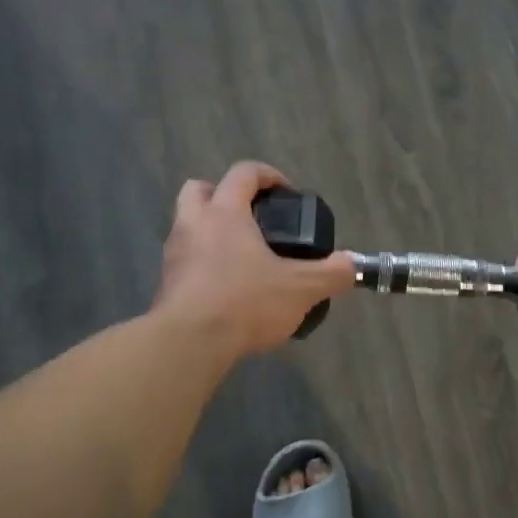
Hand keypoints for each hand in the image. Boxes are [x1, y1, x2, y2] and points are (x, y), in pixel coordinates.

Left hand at [153, 161, 355, 359]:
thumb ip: (331, 274)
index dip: (267, 175)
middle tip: (250, 218)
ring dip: (210, 231)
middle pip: (200, 190)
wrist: (188, 344)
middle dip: (223, 195)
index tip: (286, 193)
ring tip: (241, 257)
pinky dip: (202, 264)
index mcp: (225, 212)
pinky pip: (185, 260)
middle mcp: (193, 224)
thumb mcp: (300, 289)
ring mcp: (174, 253)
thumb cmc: (244, 303)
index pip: (243, 173)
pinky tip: (225, 289)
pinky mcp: (166, 283)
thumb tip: (352, 264)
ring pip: (187, 225)